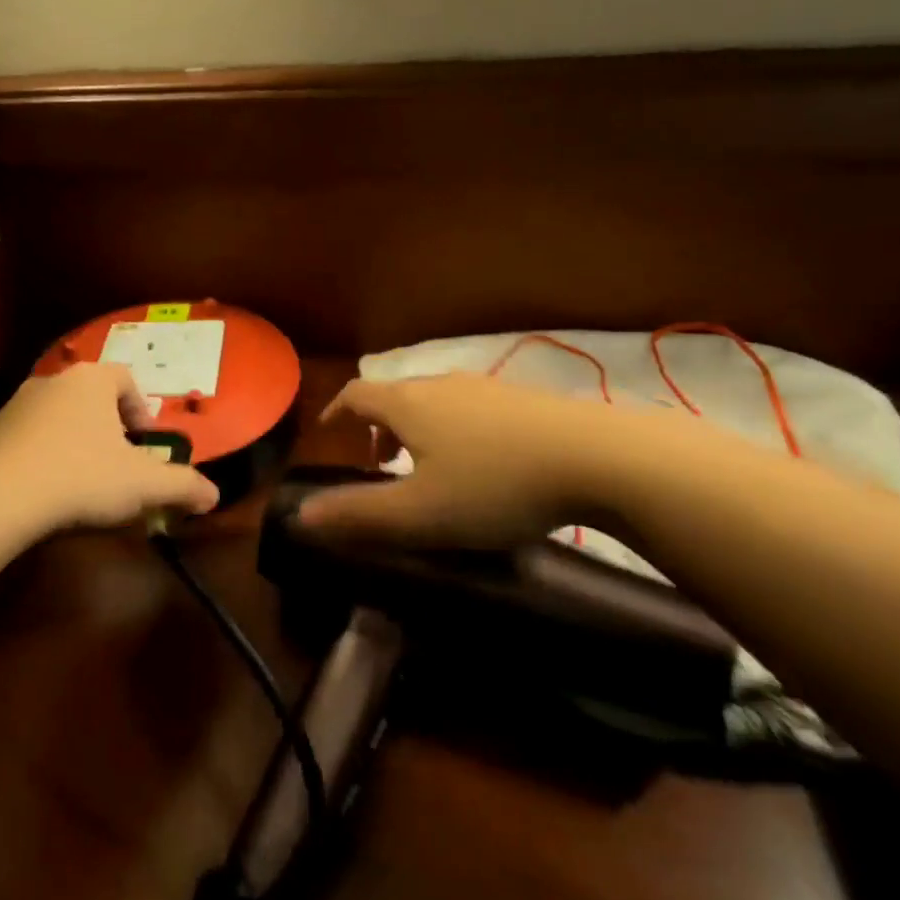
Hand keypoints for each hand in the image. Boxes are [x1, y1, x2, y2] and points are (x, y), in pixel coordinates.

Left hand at [0, 363, 219, 533]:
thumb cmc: (81, 477)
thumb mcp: (143, 485)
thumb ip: (183, 486)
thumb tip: (214, 495)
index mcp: (91, 381)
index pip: (125, 380)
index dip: (141, 410)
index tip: (146, 443)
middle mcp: (53, 381)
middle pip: (90, 397)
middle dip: (108, 427)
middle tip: (118, 463)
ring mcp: (15, 404)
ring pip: (57, 416)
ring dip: (74, 440)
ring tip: (81, 480)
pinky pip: (26, 437)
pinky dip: (41, 455)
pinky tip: (45, 490)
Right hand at [298, 374, 625, 545]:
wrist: (599, 457)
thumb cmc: (494, 485)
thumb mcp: (420, 513)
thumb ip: (358, 515)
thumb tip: (301, 516)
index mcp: (407, 404)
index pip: (356, 394)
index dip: (336, 412)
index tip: (328, 433)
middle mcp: (441, 384)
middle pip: (395, 396)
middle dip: (378, 427)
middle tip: (379, 464)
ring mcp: (485, 388)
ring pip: (434, 401)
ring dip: (417, 429)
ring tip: (428, 468)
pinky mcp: (524, 399)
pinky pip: (470, 408)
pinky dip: (454, 429)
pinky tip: (483, 463)